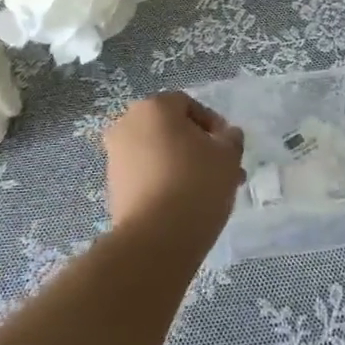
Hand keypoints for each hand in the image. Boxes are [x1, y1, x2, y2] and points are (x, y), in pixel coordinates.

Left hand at [102, 92, 245, 241]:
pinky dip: (165, 182)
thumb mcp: (227, 156)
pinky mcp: (113, 186)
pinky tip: (187, 204)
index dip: (213, 124)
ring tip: (210, 192)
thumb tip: (228, 135)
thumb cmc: (195, 184)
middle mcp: (128, 124)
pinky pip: (146, 175)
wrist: (155, 239)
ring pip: (159, 153)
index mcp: (154, 107)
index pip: (188, 105)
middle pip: (171, 130)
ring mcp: (116, 156)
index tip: (229, 149)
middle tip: (222, 171)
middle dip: (199, 148)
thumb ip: (231, 139)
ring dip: (184, 166)